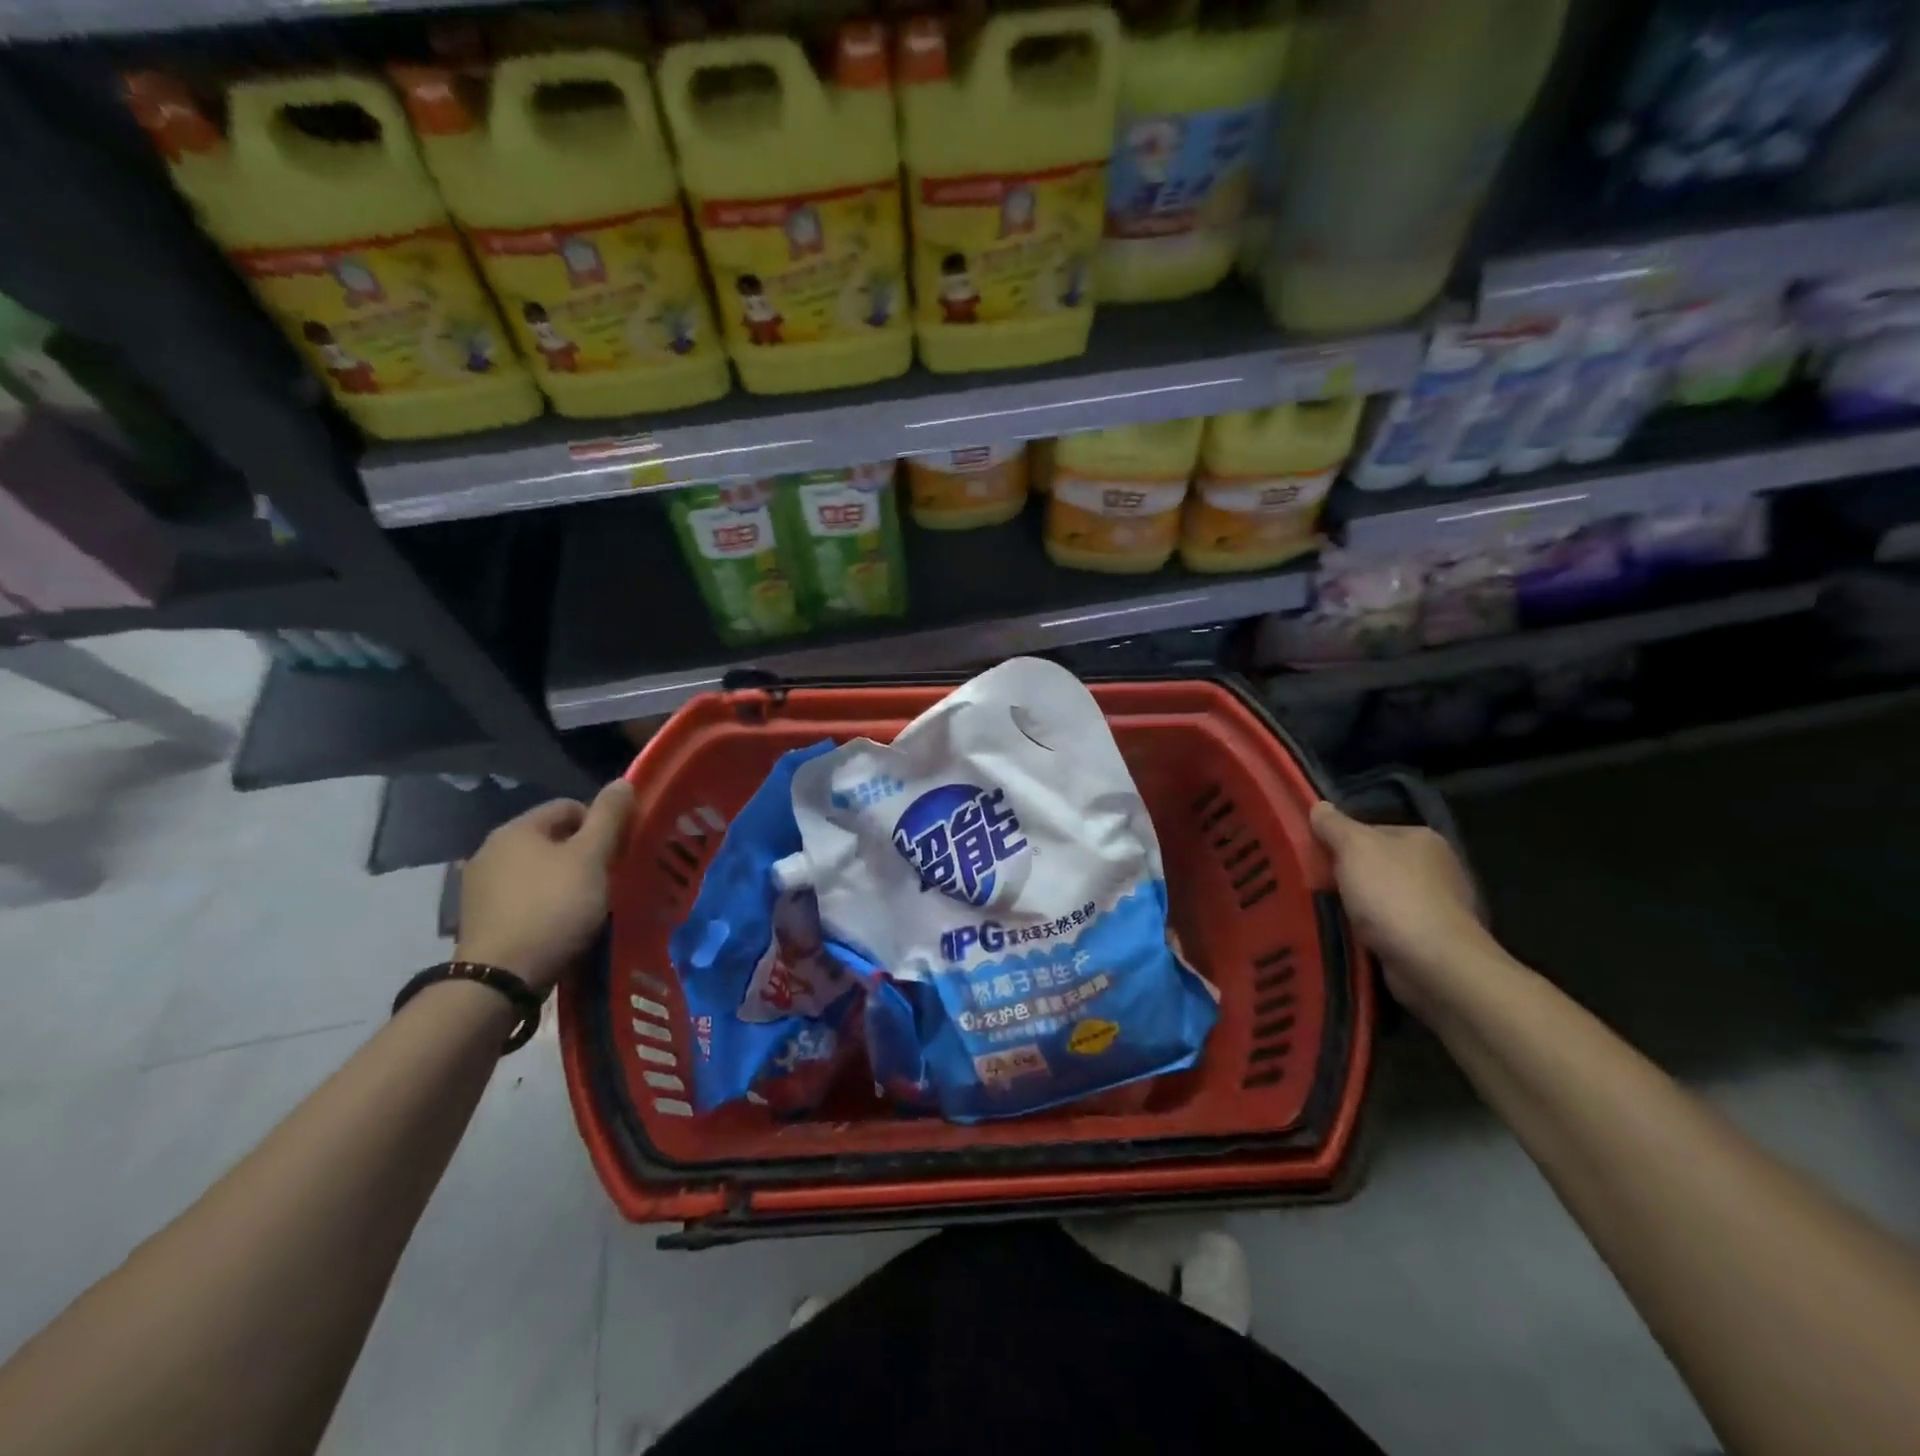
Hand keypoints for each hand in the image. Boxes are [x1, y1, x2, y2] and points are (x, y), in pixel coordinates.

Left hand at [456, 780, 632, 994]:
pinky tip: (560, 924)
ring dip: (566, 880)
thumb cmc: (554, 908)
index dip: (601, 824)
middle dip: (584, 855)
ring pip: (539, 870)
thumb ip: (609, 817)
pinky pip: (524, 898)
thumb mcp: (591, 858)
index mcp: (516, 829)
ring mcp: (480, 886)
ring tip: (588, 906)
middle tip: (608, 880)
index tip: (618, 853)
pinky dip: (545, 904)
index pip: (569, 807)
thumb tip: (622, 781)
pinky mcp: (480, 919)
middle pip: (553, 839)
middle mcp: (491, 849)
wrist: (501, 978)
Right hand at [1310, 801, 1496, 1019]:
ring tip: (1326, 914)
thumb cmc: (1393, 895)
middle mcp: (1437, 868)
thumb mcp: (1354, 848)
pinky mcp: (1433, 941)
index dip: (1340, 842)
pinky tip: (1350, 936)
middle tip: (1314, 886)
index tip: (1315, 858)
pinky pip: (1389, 928)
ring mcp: (1439, 906)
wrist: (1434, 963)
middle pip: (1376, 864)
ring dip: (1358, 907)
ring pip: (1381, 898)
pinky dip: (1371, 932)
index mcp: (1423, 838)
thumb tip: (1319, 806)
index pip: (1371, 831)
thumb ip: (1334, 825)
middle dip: (1348, 876)